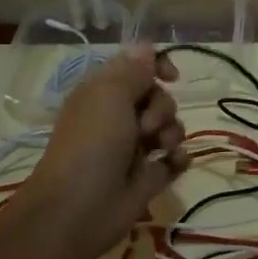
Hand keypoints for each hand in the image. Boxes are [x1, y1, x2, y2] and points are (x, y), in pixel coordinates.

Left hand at [14, 45, 187, 258]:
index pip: (137, 68)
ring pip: (170, 127)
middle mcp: (119, 117)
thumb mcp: (109, 94)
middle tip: (145, 126)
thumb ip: (133, 70)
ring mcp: (135, 148)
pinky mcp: (149, 177)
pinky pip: (175, 159)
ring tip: (161, 148)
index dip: (157, 67)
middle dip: (162, 108)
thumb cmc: (91, 144)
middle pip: (159, 97)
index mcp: (104, 93)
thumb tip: (147, 47)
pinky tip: (175, 162)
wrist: (78, 210)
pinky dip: (179, 158)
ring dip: (173, 132)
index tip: (172, 77)